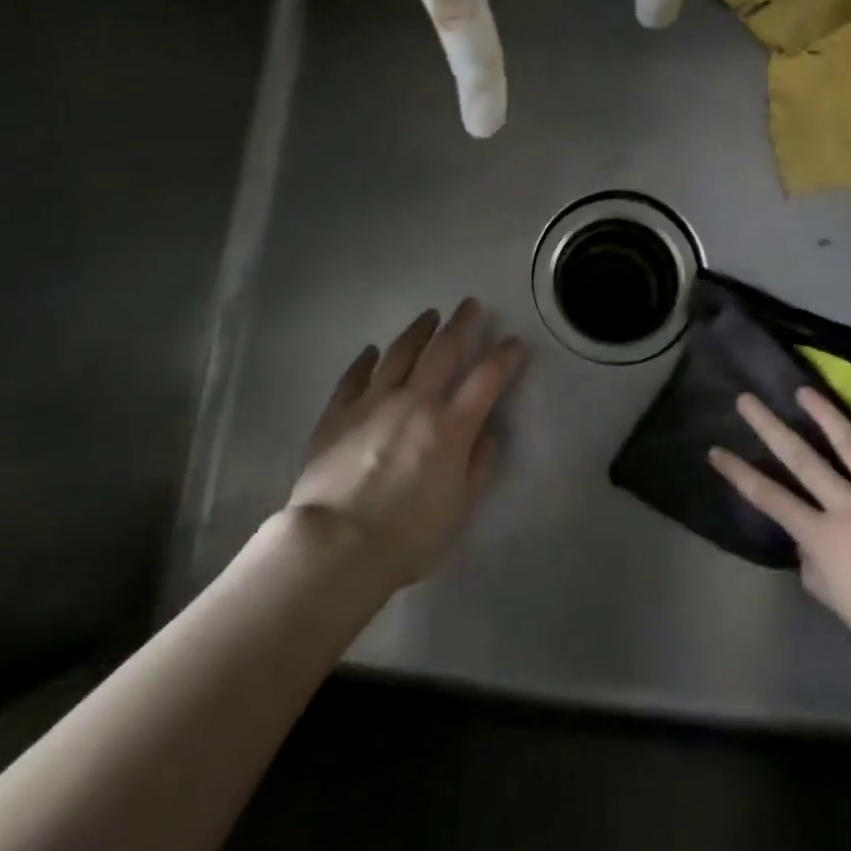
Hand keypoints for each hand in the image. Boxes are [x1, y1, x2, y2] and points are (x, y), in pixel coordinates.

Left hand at [288, 299, 526, 589]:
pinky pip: (354, 377)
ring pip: (399, 354)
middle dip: (461, 324)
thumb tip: (487, 437)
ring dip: (417, 331)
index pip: (486, 379)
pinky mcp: (338, 413)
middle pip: (443, 351)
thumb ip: (478, 468)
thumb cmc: (407, 536)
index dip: (504, 357)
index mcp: (450, 427)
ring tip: (428, 316)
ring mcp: (373, 403)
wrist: (337, 545)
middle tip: (470, 304)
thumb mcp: (458, 509)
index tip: (514, 343)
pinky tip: (371, 351)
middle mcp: (415, 402)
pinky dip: (365, 360)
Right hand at [709, 387, 850, 686]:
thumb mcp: (840, 604)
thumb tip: (810, 548)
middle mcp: (849, 505)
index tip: (716, 450)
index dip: (739, 473)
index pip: (769, 498)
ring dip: (826, 414)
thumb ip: (817, 569)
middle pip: (802, 458)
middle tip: (747, 400)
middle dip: (769, 426)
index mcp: (823, 535)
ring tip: (806, 391)